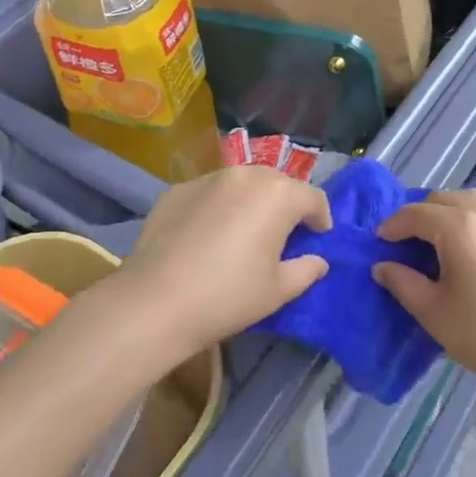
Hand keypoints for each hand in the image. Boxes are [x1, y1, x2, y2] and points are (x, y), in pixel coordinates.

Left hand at [120, 166, 331, 360]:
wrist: (154, 302)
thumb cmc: (228, 296)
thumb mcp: (278, 291)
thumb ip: (306, 269)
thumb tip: (318, 260)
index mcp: (278, 194)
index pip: (313, 198)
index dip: (321, 218)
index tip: (318, 237)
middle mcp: (246, 174)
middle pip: (278, 184)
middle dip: (286, 206)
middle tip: (282, 236)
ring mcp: (208, 178)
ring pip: (242, 184)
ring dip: (251, 202)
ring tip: (243, 232)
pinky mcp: (178, 189)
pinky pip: (210, 193)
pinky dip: (218, 207)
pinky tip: (207, 236)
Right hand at [372, 189, 475, 406]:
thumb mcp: (433, 312)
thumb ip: (402, 282)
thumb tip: (382, 266)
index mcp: (460, 227)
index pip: (416, 214)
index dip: (393, 226)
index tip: (379, 242)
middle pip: (444, 199)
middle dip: (420, 215)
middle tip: (406, 243)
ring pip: (472, 201)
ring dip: (448, 212)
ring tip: (437, 240)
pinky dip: (473, 220)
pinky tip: (470, 250)